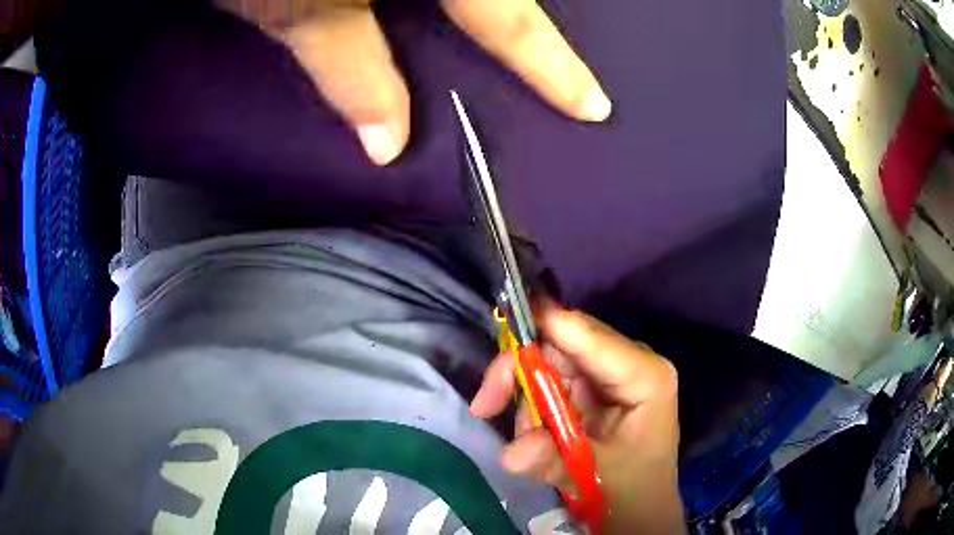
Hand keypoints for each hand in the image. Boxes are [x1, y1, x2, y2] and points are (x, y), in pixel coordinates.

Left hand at [215, 0, 611, 164]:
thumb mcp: (296, 9)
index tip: (595, 108)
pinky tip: (438, 17)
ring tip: (499, 32)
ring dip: (501, 10)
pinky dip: (466, 5)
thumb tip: (389, 146)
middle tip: (548, 62)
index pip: (510, 19)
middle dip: (531, 26)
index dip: (555, 69)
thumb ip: (350, 69)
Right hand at [470, 304, 684, 533]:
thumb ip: (552, 461)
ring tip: (528, 439)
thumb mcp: (593, 477)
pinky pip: (549, 379)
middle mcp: (628, 362)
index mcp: (645, 375)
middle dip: (520, 371)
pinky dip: (532, 405)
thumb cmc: (631, 490)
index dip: (544, 327)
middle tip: (486, 405)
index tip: (503, 335)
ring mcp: (609, 372)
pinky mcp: (593, 386)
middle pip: (562, 341)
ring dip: (525, 397)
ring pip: (549, 359)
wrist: (641, 506)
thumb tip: (511, 452)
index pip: (589, 336)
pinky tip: (536, 434)